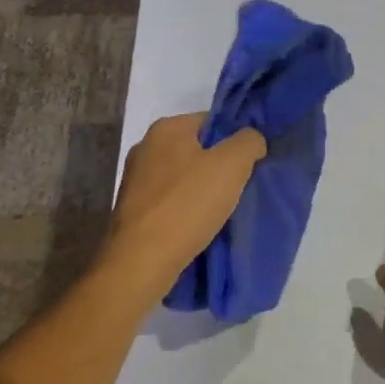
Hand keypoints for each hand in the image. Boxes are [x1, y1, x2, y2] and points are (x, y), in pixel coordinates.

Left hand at [104, 114, 265, 290]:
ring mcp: (135, 180)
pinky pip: (171, 201)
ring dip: (203, 190)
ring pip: (184, 177)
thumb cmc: (187, 205)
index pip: (212, 121)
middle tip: (241, 186)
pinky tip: (200, 225)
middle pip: (197, 149)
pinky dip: (186, 209)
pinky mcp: (133, 210)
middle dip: (220, 166)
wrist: (141, 262)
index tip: (251, 163)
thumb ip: (249, 141)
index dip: (236, 139)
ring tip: (223, 210)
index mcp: (166, 128)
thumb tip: (251, 140)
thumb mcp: (232, 164)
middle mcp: (145, 147)